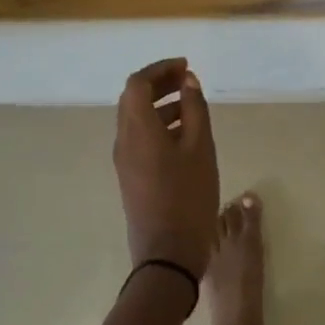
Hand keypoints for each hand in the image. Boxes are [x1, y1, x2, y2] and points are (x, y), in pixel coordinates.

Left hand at [114, 58, 219, 278]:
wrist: (167, 256)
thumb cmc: (188, 197)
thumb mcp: (200, 148)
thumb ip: (194, 109)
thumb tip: (188, 81)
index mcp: (137, 129)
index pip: (138, 83)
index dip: (160, 69)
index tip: (186, 67)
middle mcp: (124, 140)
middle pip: (133, 98)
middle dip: (159, 83)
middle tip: (187, 80)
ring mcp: (124, 161)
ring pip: (136, 119)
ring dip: (159, 104)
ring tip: (190, 104)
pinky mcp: (130, 177)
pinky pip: (139, 137)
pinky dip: (158, 124)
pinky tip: (184, 134)